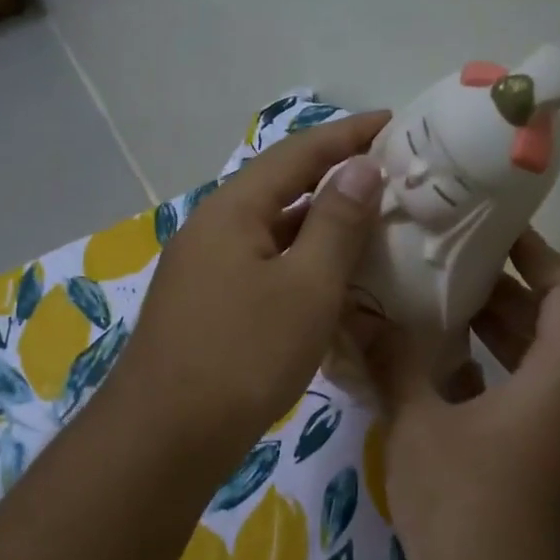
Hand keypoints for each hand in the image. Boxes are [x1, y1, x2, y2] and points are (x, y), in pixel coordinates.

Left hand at [111, 111, 388, 470]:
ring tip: (372, 226)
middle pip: (280, 189)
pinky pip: (262, 268)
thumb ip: (336, 223)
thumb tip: (360, 167)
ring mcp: (204, 270)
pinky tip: (329, 284)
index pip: (297, 153)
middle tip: (392, 177)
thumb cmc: (244, 355)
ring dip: (319, 227)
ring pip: (272, 234)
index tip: (394, 122)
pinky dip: (300, 266)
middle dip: (335, 179)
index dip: (347, 135)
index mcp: (232, 210)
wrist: (165, 437)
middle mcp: (212, 229)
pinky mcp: (206, 307)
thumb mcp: (306, 287)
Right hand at [365, 231, 559, 559]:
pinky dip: (486, 372)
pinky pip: (520, 395)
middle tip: (444, 261)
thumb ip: (394, 364)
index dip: (539, 253)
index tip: (490, 232)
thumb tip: (360, 315)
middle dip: (503, 288)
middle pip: (555, 321)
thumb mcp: (420, 428)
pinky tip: (431, 369)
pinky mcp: (540, 462)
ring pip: (536, 360)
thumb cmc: (468, 511)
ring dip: (492, 330)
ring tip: (432, 304)